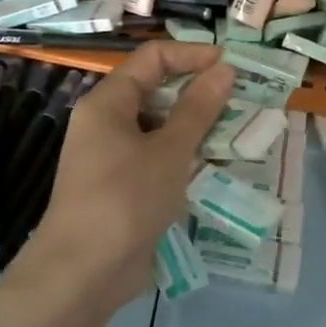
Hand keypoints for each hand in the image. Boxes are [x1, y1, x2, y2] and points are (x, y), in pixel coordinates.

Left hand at [19, 41, 233, 314]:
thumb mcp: (169, 150)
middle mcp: (106, 123)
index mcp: (108, 103)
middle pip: (155, 91)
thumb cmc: (126, 199)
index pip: (152, 59)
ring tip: (237, 131)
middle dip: (198, 92)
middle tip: (241, 100)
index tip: (231, 65)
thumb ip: (199, 109)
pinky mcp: (122, 187)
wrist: (84, 271)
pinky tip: (214, 166)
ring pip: (159, 127)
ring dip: (195, 127)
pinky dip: (184, 156)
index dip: (192, 55)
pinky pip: (157, 158)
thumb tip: (224, 69)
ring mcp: (112, 157)